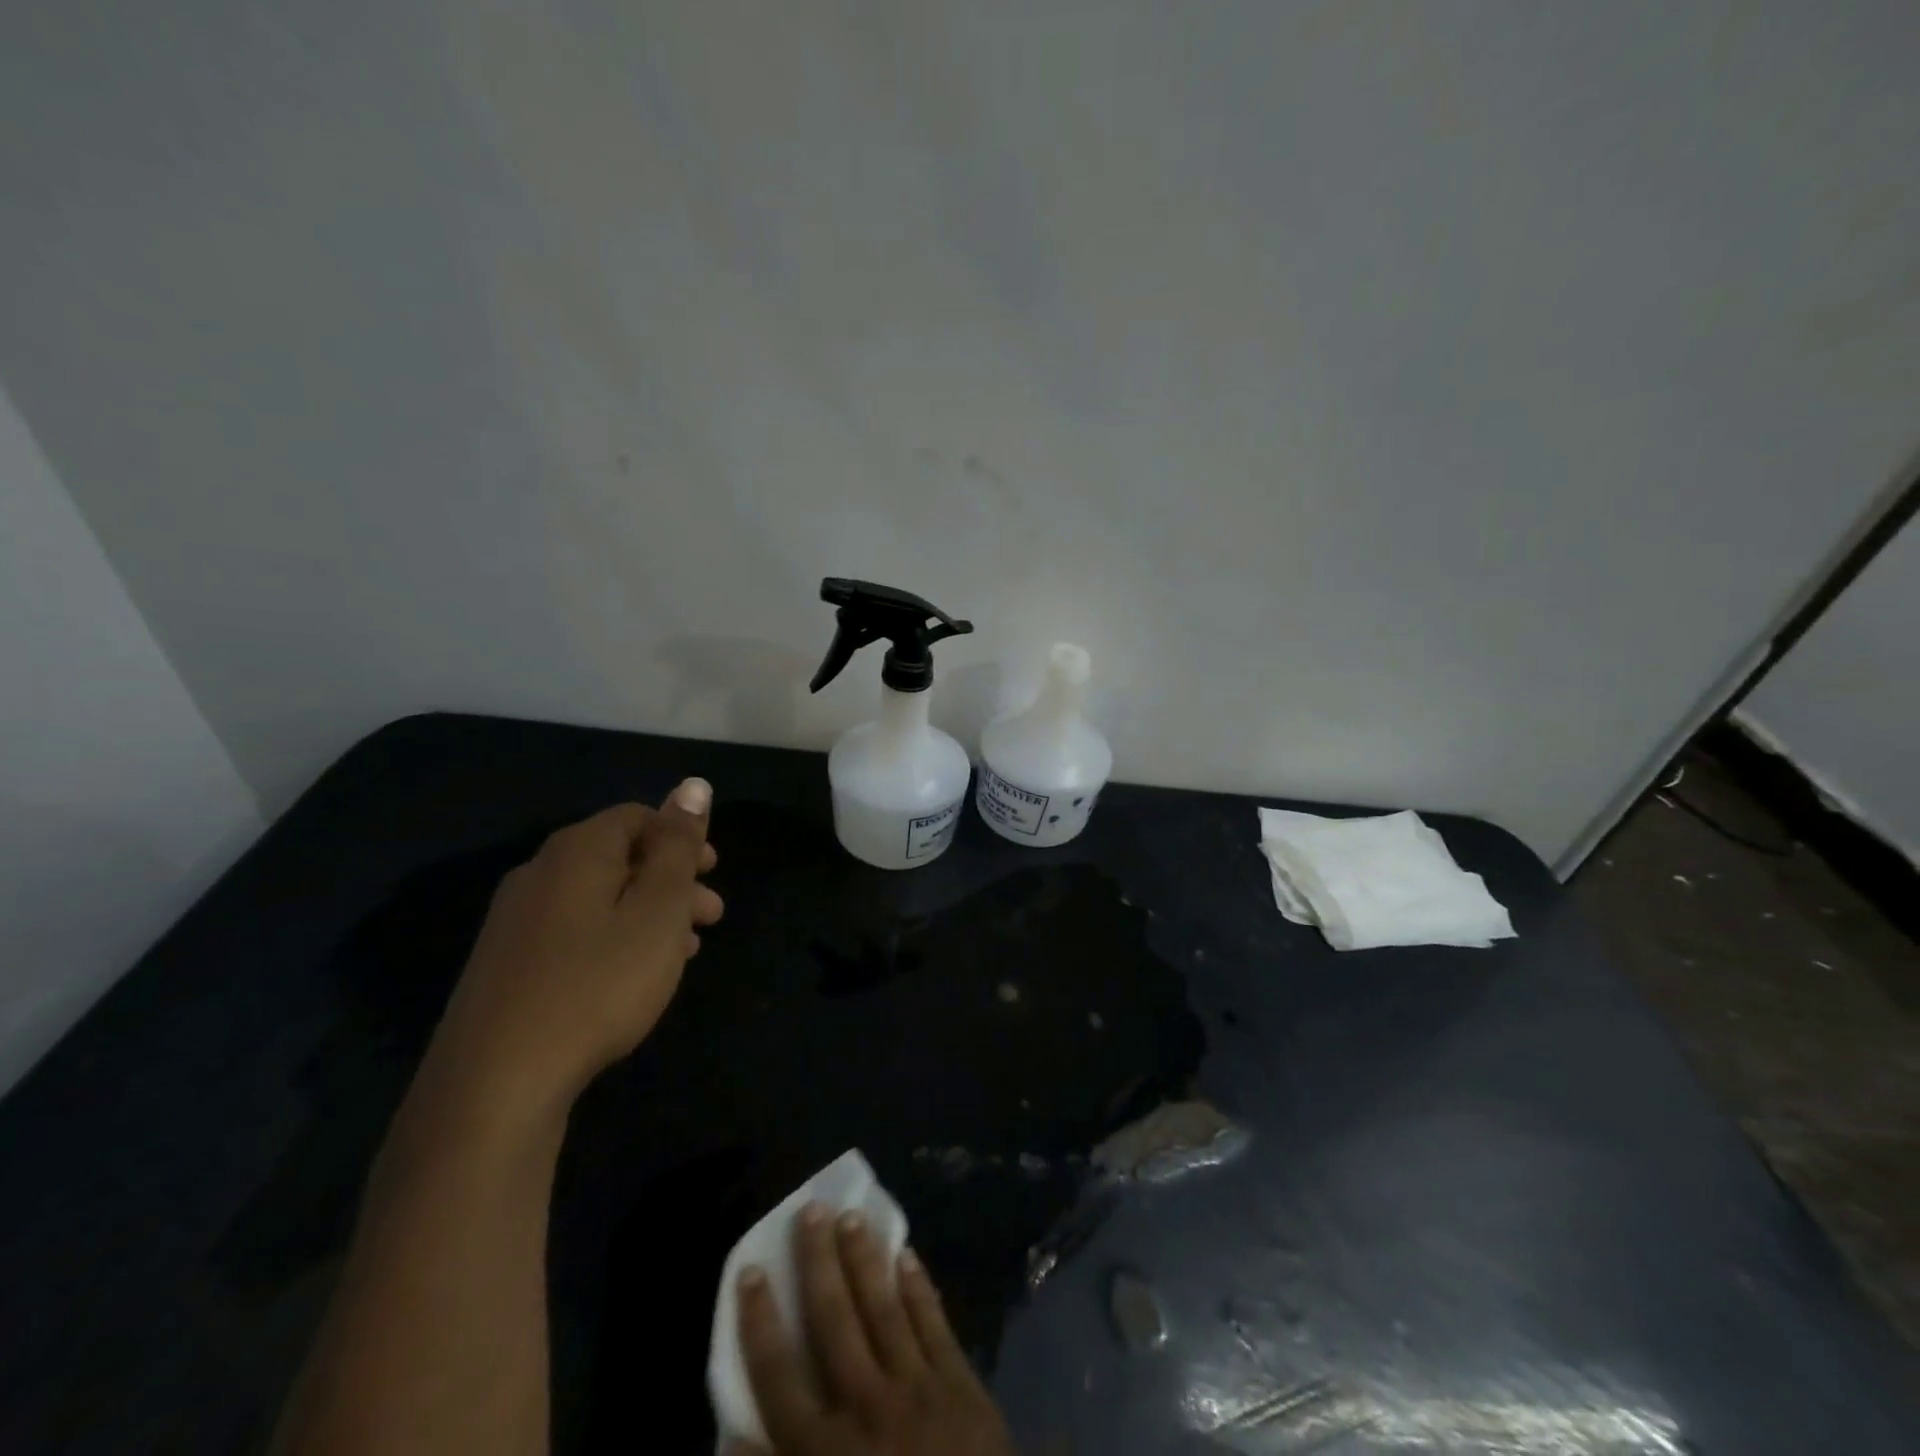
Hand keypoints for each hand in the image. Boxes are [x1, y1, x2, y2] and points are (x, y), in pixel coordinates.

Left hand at [429, 780, 723, 1110]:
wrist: (494, 1084)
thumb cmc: (597, 984)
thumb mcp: (658, 910)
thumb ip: (679, 846)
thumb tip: (693, 784)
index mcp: (578, 851)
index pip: (638, 817)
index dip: (682, 837)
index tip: (714, 871)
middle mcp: (540, 872)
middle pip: (620, 857)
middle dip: (672, 880)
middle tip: (711, 916)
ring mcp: (516, 920)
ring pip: (599, 898)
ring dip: (648, 913)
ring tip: (683, 951)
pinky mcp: (506, 964)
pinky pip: (574, 931)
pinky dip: (615, 938)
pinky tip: (633, 976)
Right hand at [735, 1205, 1016, 1455]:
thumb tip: (732, 1439)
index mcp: (827, 1452)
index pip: (779, 1377)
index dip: (760, 1323)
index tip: (750, 1269)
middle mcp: (867, 1407)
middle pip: (834, 1321)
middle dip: (818, 1264)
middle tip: (810, 1210)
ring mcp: (917, 1388)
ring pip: (884, 1308)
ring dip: (866, 1261)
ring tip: (852, 1216)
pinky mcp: (960, 1385)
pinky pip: (934, 1324)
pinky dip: (919, 1289)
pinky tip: (908, 1255)